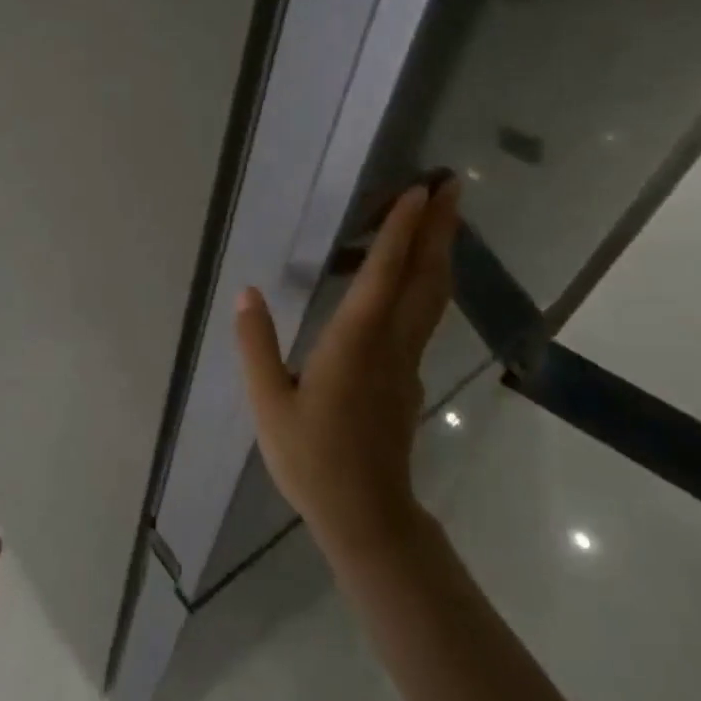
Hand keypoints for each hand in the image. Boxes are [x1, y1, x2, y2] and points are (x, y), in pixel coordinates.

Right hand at [237, 177, 459, 559]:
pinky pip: (423, 316)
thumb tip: (247, 294)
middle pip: (425, 275)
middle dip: (441, 227)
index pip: (384, 274)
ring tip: (443, 216)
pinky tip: (411, 277)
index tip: (419, 192)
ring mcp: (407, 361)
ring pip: (432, 295)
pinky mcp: (410, 377)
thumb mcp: (269, 403)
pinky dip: (425, 282)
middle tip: (452, 184)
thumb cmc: (313, 459)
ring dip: (441, 250)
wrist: (368, 517)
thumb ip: (256, 345)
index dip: (402, 230)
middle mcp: (391, 343)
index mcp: (355, 342)